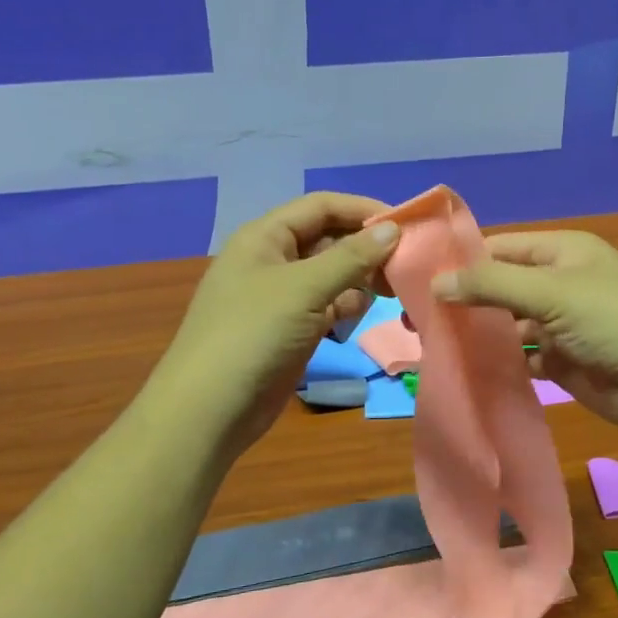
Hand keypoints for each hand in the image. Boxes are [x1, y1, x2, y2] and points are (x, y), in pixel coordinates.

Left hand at [147, 192, 399, 464]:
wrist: (210, 410)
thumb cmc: (252, 334)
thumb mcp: (304, 288)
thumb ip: (351, 257)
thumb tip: (394, 229)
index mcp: (265, 237)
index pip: (322, 207)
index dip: (363, 210)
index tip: (406, 226)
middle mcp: (273, 260)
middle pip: (329, 239)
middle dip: (366, 249)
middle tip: (405, 266)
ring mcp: (282, 297)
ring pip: (332, 274)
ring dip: (360, 279)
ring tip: (389, 293)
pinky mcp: (291, 329)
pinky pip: (328, 305)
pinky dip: (347, 306)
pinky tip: (359, 316)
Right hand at [431, 230, 617, 441]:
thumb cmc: (612, 319)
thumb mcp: (550, 291)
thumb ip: (491, 284)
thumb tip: (435, 283)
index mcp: (560, 252)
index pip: (499, 248)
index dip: (460, 262)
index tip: (415, 279)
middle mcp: (558, 284)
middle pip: (500, 287)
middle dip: (463, 302)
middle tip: (414, 320)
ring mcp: (560, 325)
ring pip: (508, 325)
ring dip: (478, 335)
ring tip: (430, 346)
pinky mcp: (563, 362)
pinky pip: (521, 358)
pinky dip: (499, 363)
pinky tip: (466, 370)